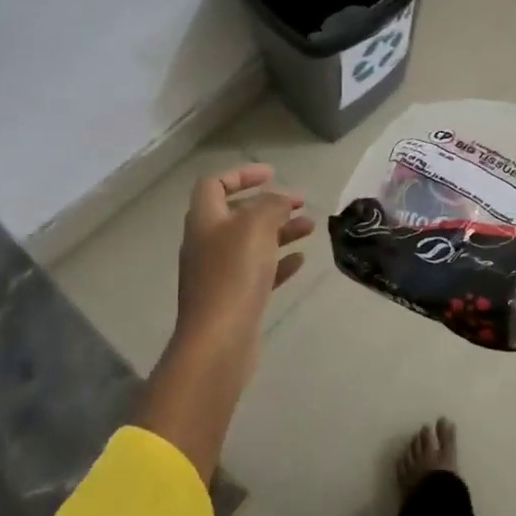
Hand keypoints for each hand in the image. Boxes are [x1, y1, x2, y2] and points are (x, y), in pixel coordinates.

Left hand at [176, 163, 313, 351]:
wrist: (218, 341)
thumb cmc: (234, 274)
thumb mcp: (256, 226)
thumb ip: (271, 204)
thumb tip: (279, 199)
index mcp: (205, 220)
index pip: (214, 185)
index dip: (242, 174)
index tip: (273, 175)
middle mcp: (207, 244)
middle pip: (238, 214)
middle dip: (270, 205)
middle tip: (300, 203)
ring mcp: (218, 274)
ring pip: (252, 243)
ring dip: (280, 231)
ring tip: (310, 228)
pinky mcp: (233, 299)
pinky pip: (257, 272)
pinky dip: (278, 262)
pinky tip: (300, 261)